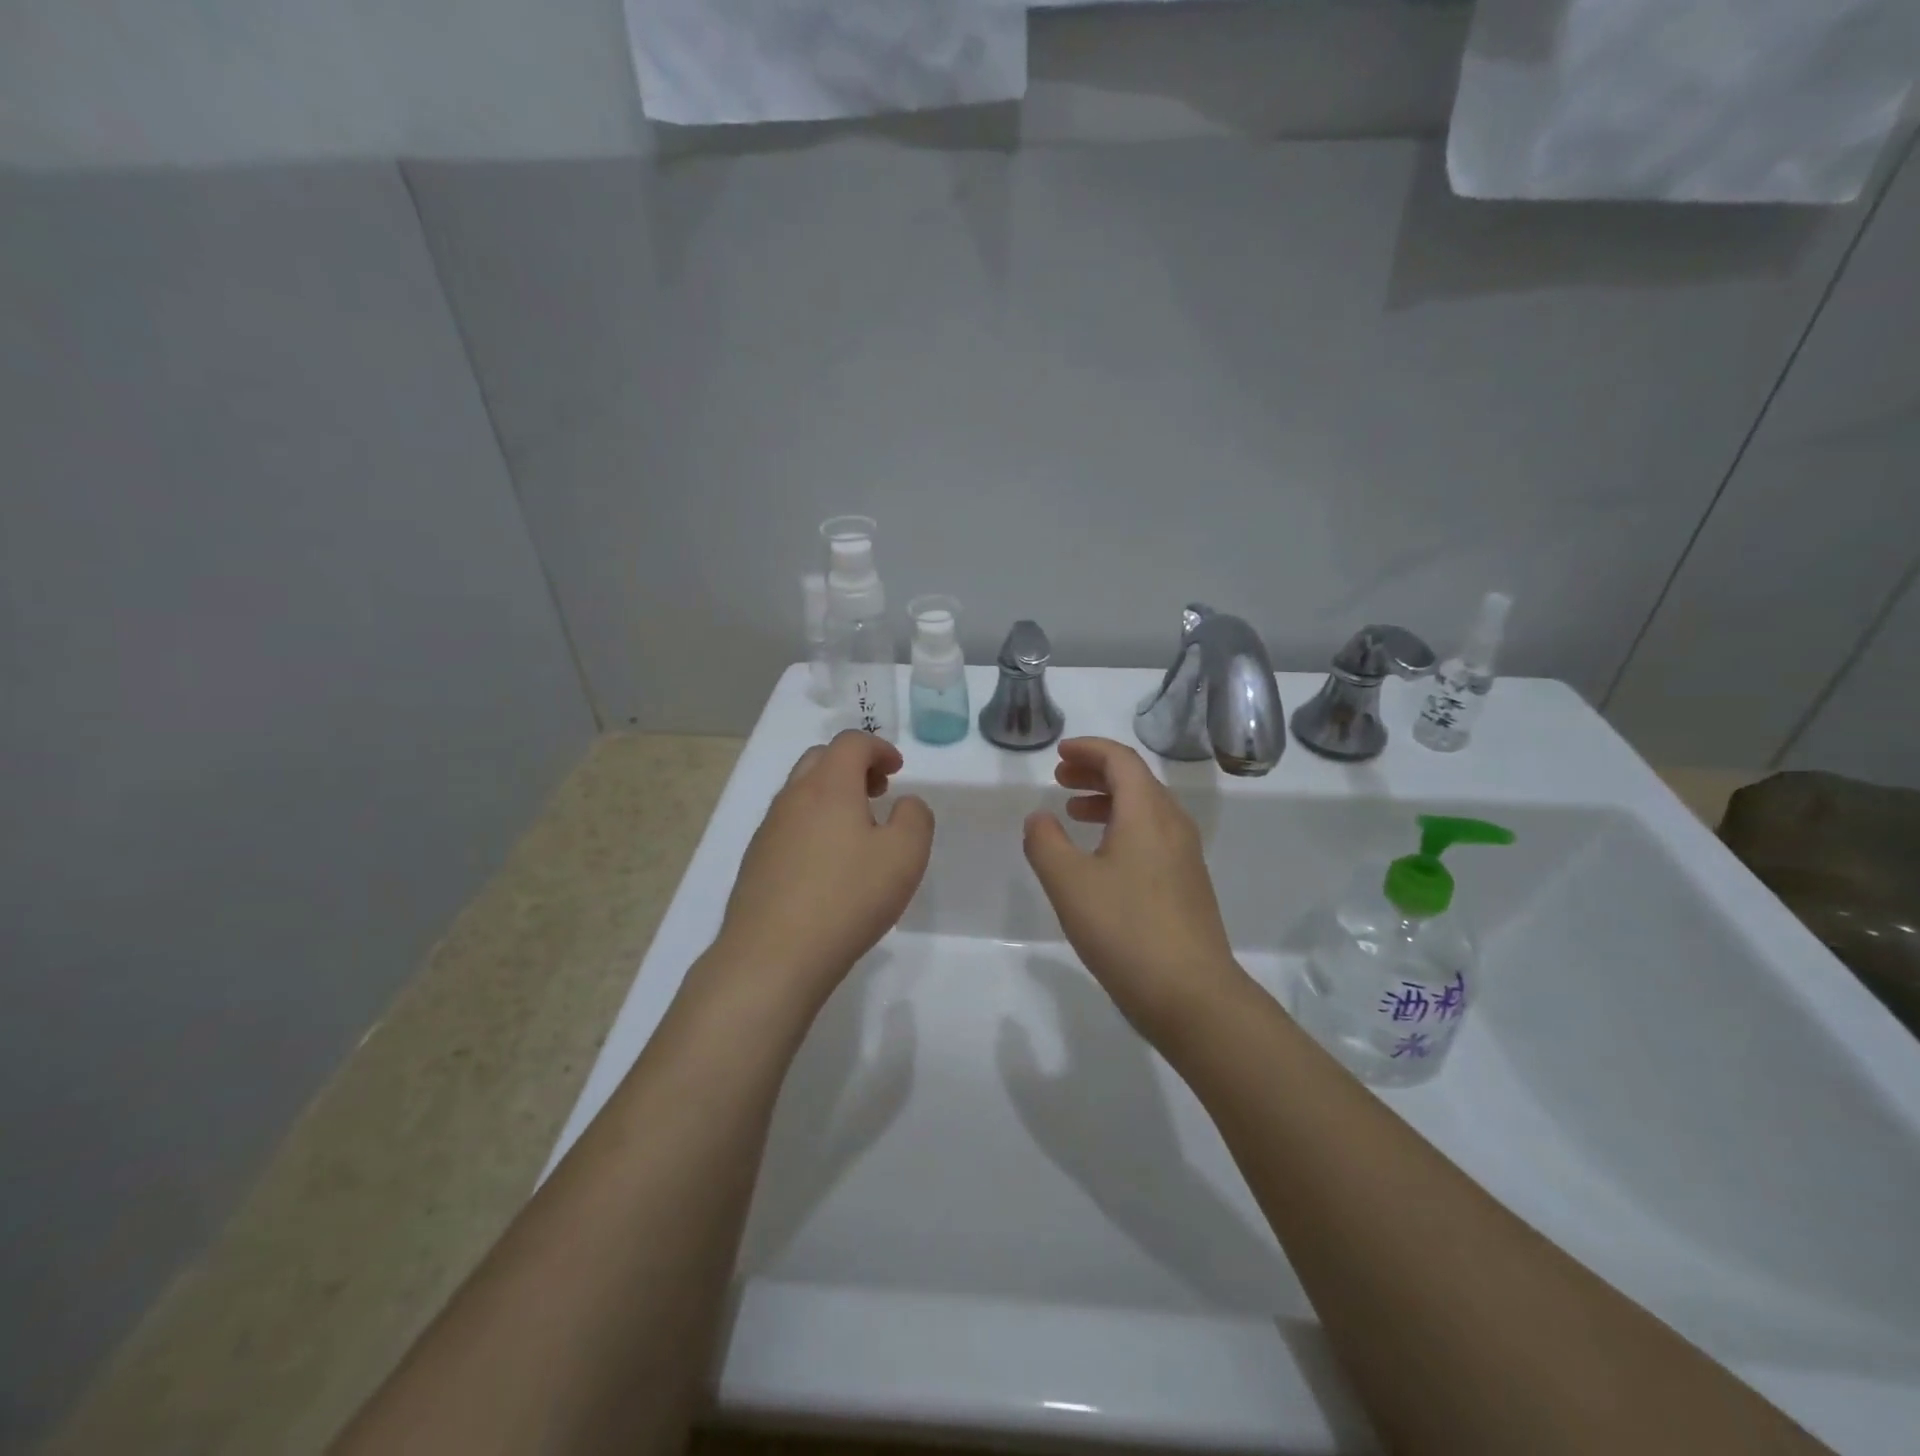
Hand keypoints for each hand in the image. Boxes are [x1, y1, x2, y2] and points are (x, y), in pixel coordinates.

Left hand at [713, 731, 933, 1008]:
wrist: (772, 956)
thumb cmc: (847, 898)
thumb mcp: (905, 856)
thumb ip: (914, 818)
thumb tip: (904, 804)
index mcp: (829, 786)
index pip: (851, 742)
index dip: (879, 747)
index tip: (897, 770)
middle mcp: (793, 798)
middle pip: (820, 759)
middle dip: (852, 766)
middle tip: (877, 792)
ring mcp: (768, 830)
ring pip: (800, 792)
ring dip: (831, 796)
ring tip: (856, 831)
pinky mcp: (756, 861)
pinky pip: (788, 825)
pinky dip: (812, 825)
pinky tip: (827, 865)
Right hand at [1023, 738, 1246, 1039]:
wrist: (1191, 994)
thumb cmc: (1125, 930)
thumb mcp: (1069, 883)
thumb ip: (1045, 843)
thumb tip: (1040, 818)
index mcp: (1147, 812)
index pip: (1121, 760)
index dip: (1089, 750)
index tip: (1060, 753)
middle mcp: (1173, 824)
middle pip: (1136, 780)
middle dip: (1096, 773)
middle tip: (1060, 780)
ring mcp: (1185, 856)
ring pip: (1145, 810)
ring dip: (1108, 801)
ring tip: (1073, 814)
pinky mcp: (1187, 884)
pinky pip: (1153, 836)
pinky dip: (1122, 828)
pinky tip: (1101, 857)